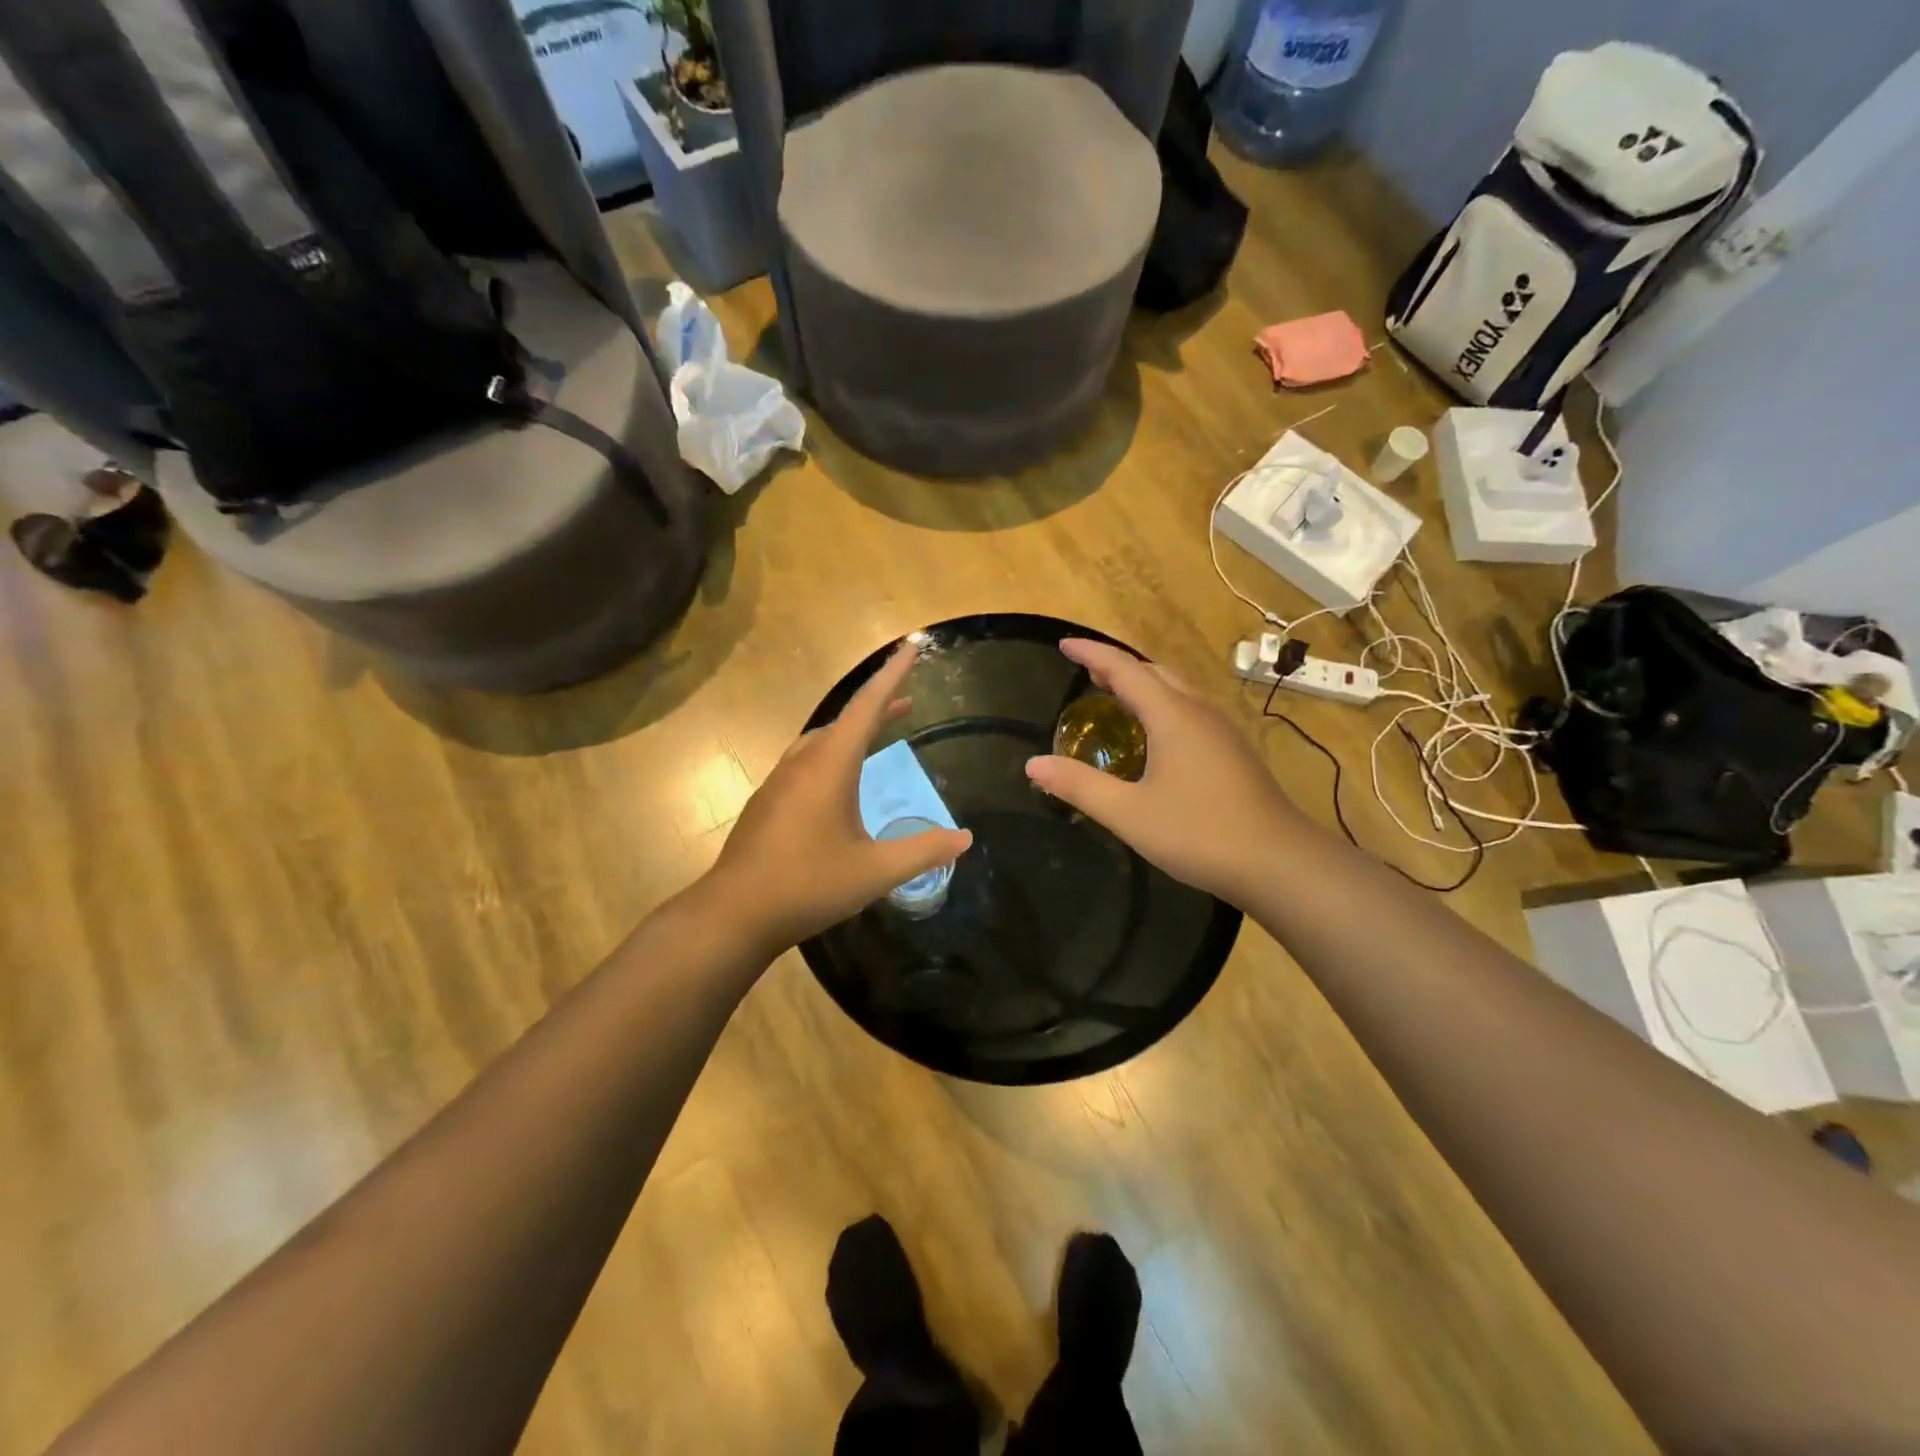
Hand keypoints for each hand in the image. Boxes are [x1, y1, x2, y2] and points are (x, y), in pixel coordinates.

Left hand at [710, 642, 973, 953]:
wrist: (735, 913)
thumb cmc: (808, 885)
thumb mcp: (875, 871)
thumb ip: (923, 851)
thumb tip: (966, 838)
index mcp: (829, 766)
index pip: (867, 707)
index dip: (893, 676)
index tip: (912, 647)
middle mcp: (802, 763)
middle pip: (845, 720)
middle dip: (878, 706)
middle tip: (908, 702)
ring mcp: (779, 781)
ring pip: (821, 740)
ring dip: (853, 731)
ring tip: (878, 735)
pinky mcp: (767, 801)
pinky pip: (806, 760)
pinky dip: (832, 753)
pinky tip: (838, 781)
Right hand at [1025, 639, 1298, 906]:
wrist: (1278, 862)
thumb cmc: (1199, 833)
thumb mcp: (1129, 813)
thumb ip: (1079, 786)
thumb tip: (1033, 764)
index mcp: (1172, 715)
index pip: (1124, 669)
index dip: (1092, 654)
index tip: (1064, 644)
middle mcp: (1198, 712)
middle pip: (1153, 672)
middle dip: (1117, 665)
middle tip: (1086, 670)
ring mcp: (1221, 730)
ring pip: (1176, 689)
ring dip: (1142, 683)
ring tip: (1114, 693)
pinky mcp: (1232, 751)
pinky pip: (1189, 709)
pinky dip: (1161, 704)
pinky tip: (1154, 733)